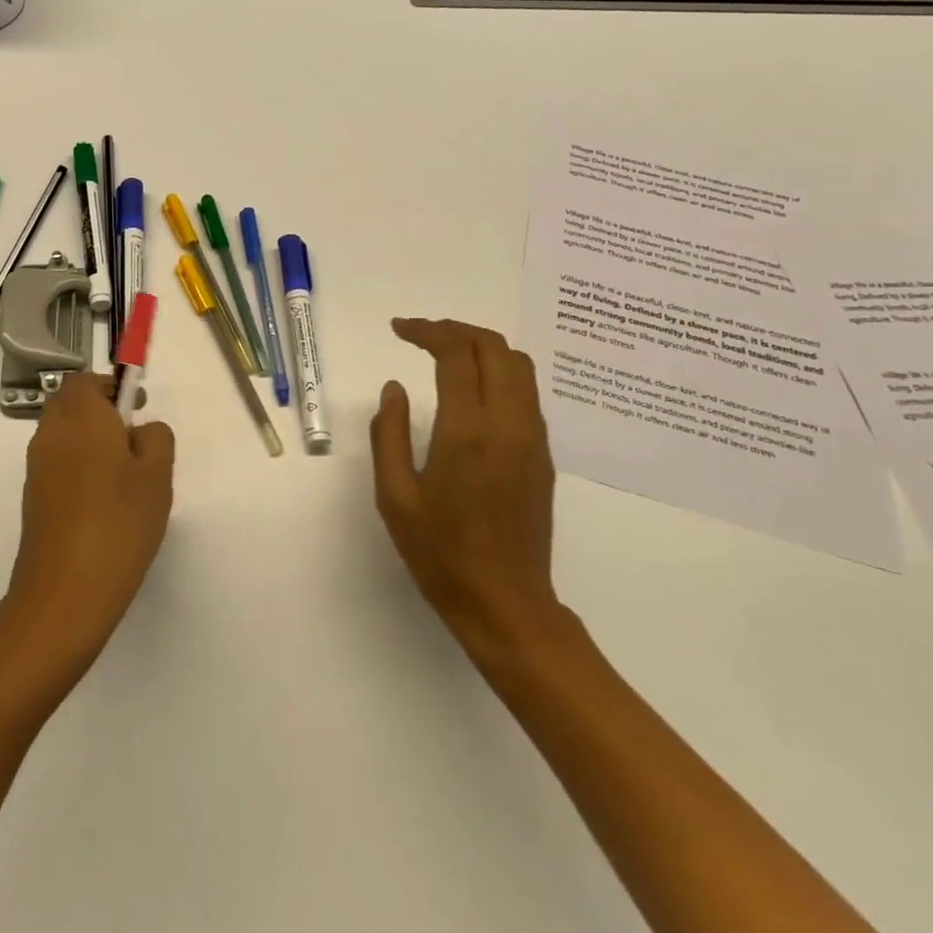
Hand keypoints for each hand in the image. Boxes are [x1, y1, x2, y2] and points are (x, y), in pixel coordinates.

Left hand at [0, 374, 174, 682]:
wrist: (65, 592)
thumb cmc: (119, 523)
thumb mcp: (157, 475)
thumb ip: (156, 438)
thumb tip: (141, 430)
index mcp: (81, 417)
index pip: (86, 380)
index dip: (111, 386)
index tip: (136, 407)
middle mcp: (51, 434)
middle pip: (70, 403)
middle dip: (99, 410)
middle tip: (133, 438)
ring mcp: (37, 467)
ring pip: (63, 434)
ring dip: (89, 439)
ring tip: (124, 474)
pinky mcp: (33, 498)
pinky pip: (57, 463)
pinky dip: (78, 465)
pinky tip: (104, 501)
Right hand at [370, 318, 562, 664]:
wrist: (505, 603)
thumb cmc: (440, 553)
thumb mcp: (395, 496)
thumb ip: (389, 433)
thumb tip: (394, 388)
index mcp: (467, 431)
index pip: (456, 353)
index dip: (427, 331)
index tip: (399, 329)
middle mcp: (508, 423)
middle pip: (494, 347)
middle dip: (456, 329)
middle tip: (421, 335)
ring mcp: (532, 438)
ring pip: (518, 365)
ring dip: (482, 347)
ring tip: (446, 354)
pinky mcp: (543, 454)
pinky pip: (526, 392)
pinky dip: (498, 372)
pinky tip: (472, 390)